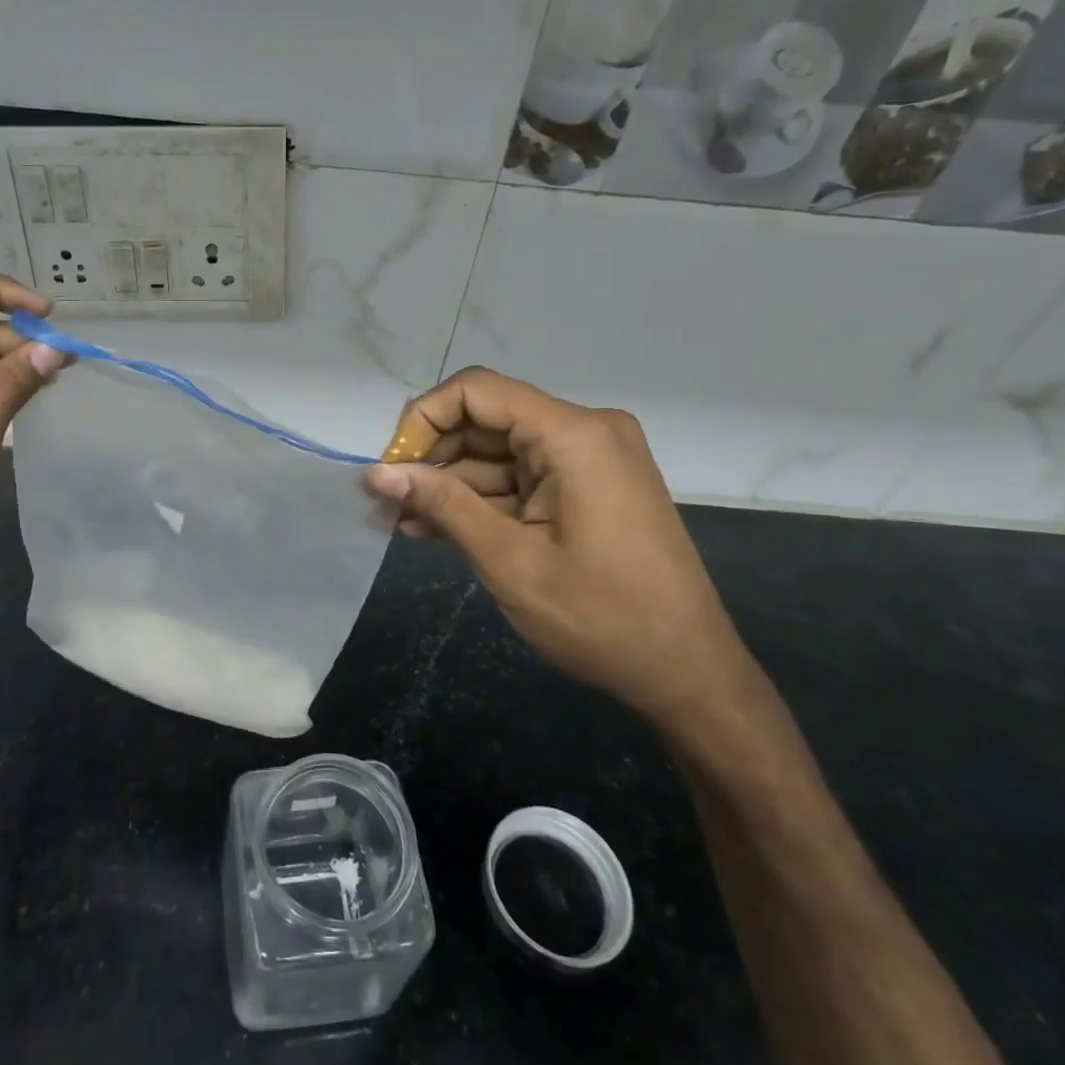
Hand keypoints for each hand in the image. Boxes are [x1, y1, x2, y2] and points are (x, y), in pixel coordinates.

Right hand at [368, 368, 750, 724]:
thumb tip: (377, 472)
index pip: (477, 391)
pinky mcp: (587, 486)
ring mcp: (589, 459)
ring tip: (401, 523)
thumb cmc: (602, 619)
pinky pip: (520, 477)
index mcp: (575, 435)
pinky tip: (437, 527)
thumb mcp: (510, 562)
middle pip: (486, 418)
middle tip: (388, 501)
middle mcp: (585, 431)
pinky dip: (481, 500)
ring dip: (450, 484)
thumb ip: (442, 505)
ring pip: (498, 451)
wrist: (688, 674)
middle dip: (432, 457)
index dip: (423, 419)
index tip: (392, 468)